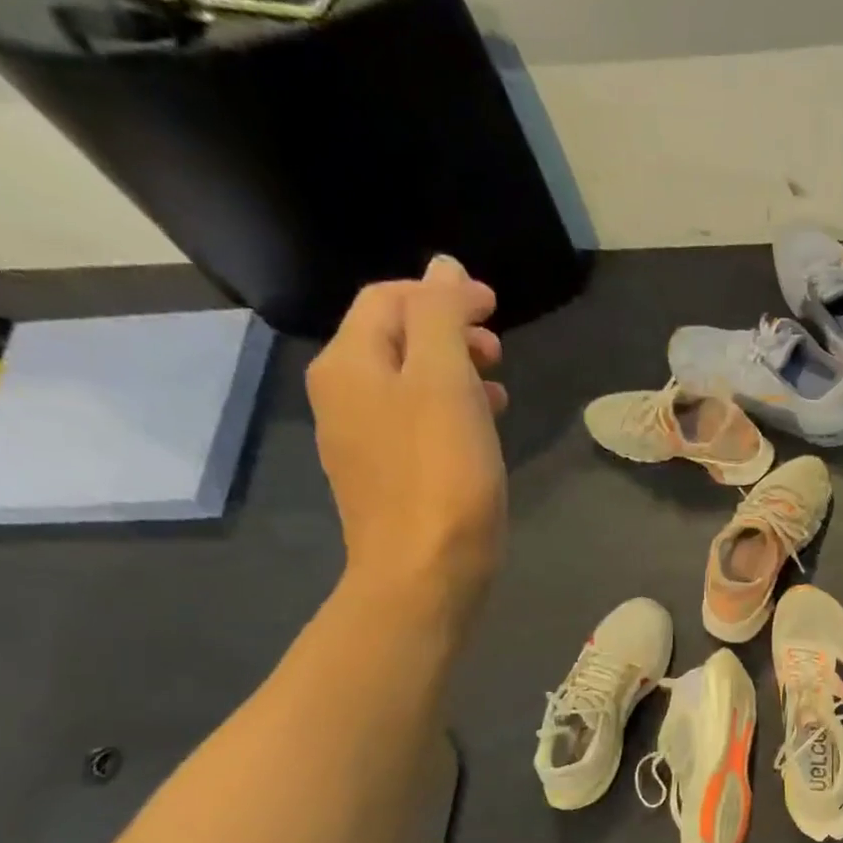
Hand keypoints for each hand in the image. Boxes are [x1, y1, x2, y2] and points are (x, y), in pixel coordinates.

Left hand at [308, 255, 508, 624]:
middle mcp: (342, 396)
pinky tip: (481, 435)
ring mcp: (359, 442)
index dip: (442, 293)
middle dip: (449, 333)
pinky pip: (413, 426)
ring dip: (454, 375)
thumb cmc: (441, 474)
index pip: (390, 299)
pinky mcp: (384, 480)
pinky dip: (448, 414)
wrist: (424, 574)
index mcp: (349, 364)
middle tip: (499, 353)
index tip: (495, 309)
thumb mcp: (446, 381)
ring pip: (408, 385)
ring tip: (499, 391)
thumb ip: (441, 315)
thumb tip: (443, 268)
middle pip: (396, 340)